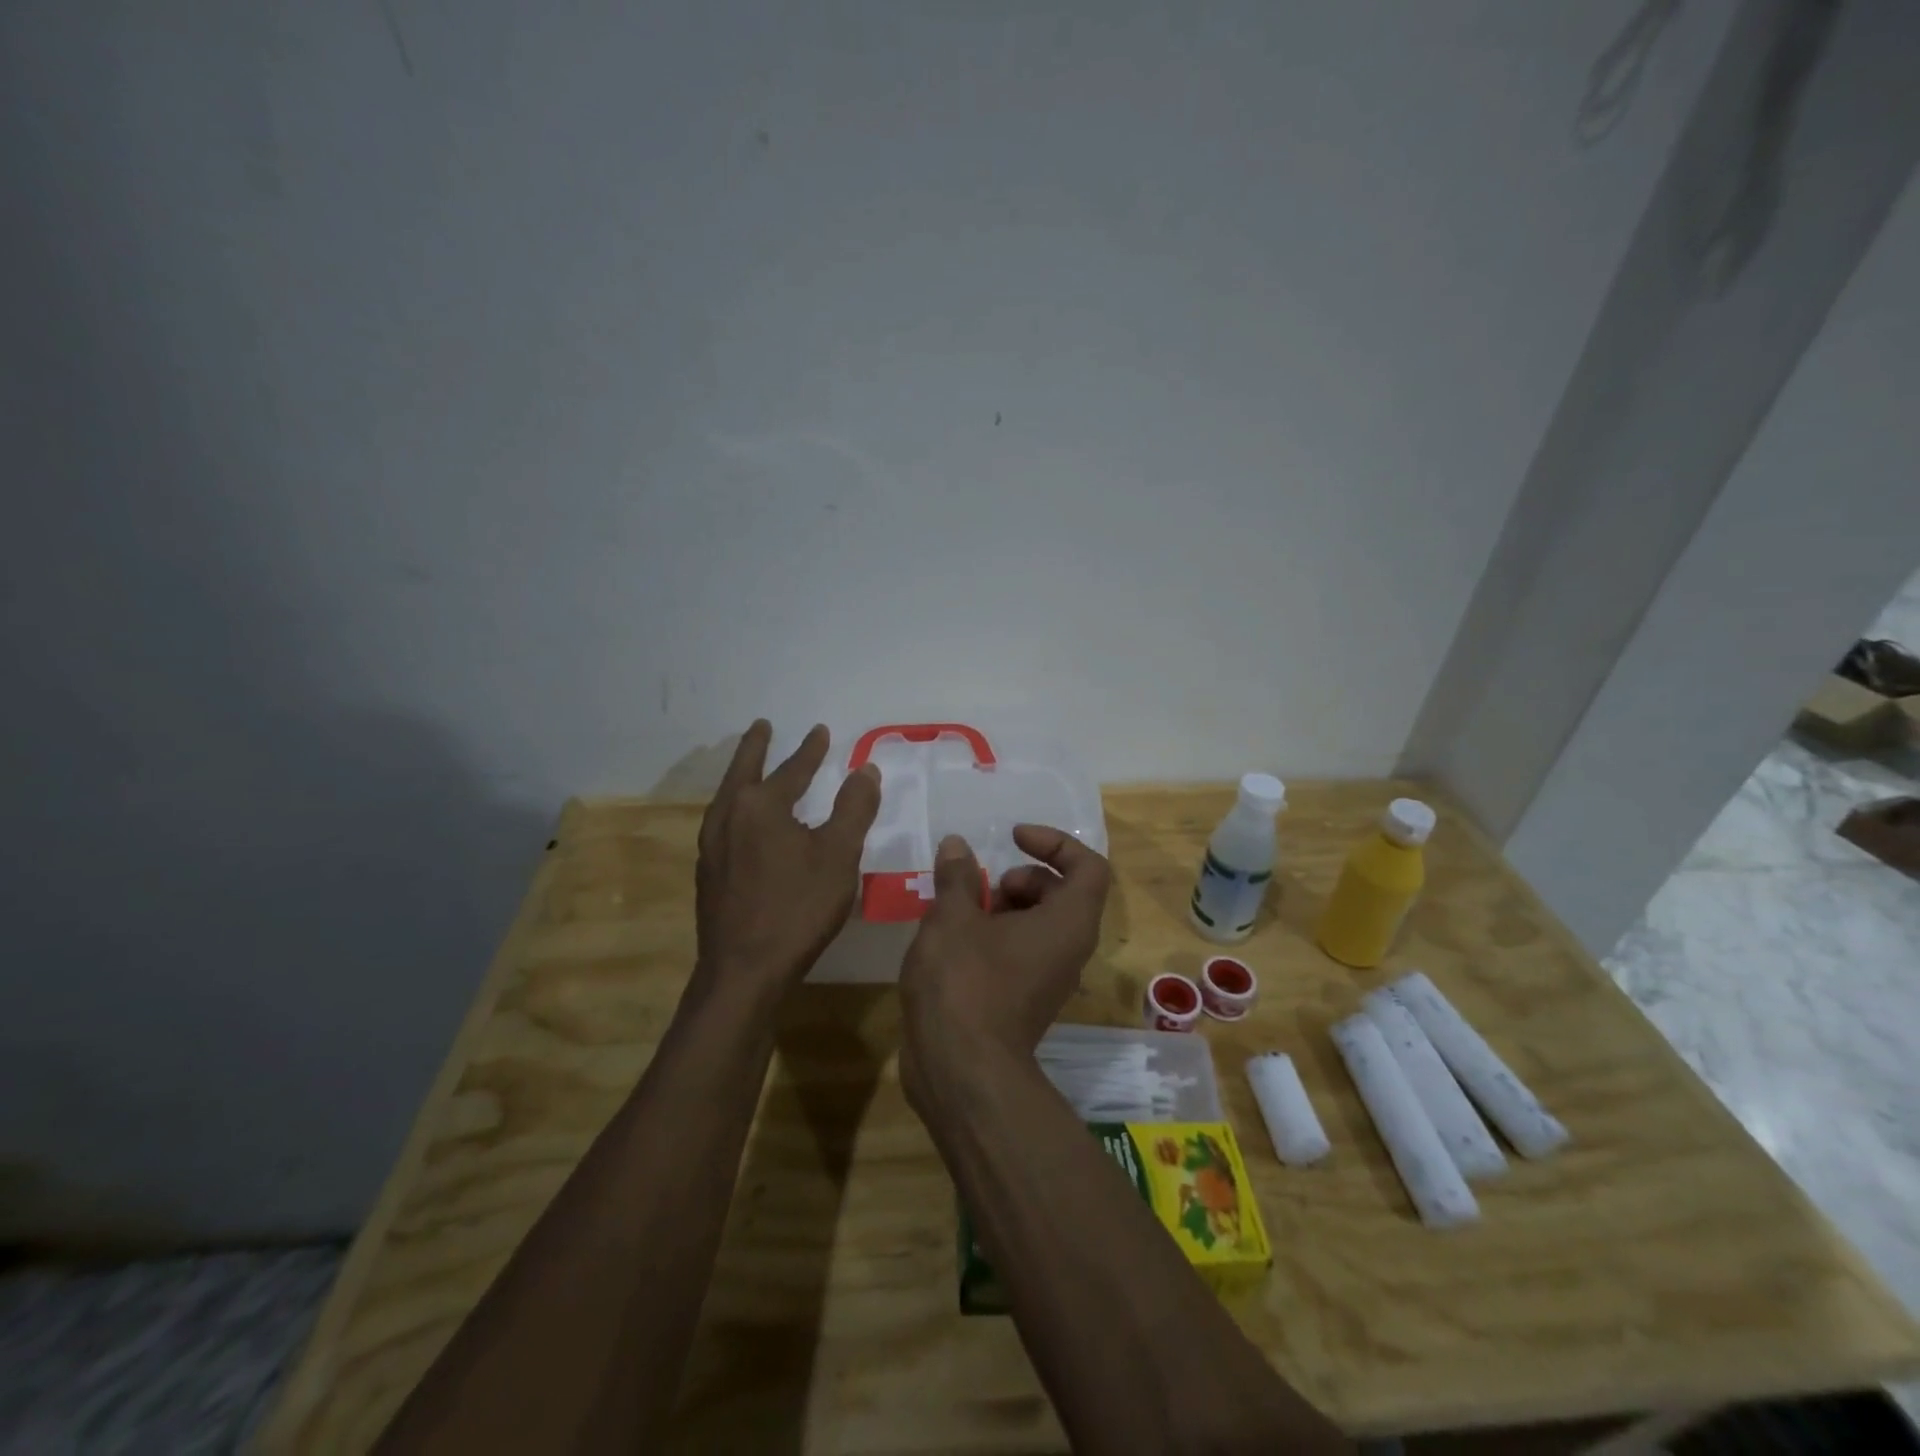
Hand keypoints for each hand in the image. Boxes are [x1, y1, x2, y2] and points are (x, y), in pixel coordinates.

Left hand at [693, 720, 880, 1005]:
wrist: (743, 970)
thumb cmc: (797, 908)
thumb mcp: (839, 855)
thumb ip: (854, 808)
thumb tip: (865, 768)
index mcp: (760, 806)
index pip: (791, 769)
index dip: (811, 751)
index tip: (821, 731)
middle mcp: (728, 817)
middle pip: (744, 771)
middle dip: (756, 747)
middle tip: (762, 726)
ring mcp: (711, 846)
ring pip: (728, 797)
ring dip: (743, 776)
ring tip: (752, 768)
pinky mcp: (707, 872)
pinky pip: (723, 823)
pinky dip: (737, 807)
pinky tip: (744, 823)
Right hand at [898, 825, 1111, 1101]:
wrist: (960, 1070)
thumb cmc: (964, 981)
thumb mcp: (953, 917)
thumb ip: (958, 876)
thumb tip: (957, 846)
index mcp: (1068, 922)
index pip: (1089, 867)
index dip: (1055, 843)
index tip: (1014, 839)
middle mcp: (1069, 949)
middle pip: (1062, 893)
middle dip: (1023, 878)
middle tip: (984, 887)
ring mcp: (1048, 977)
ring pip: (1038, 924)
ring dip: (1003, 907)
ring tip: (959, 913)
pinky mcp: (1025, 999)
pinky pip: (1021, 951)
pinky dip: (995, 935)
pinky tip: (953, 941)